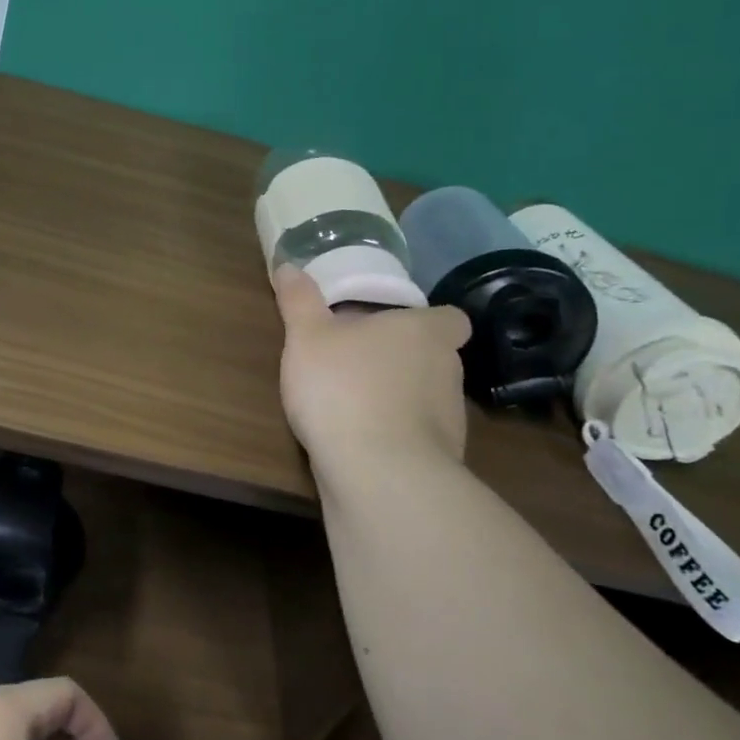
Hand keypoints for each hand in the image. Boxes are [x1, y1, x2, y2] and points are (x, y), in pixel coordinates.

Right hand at [272, 265, 472, 464]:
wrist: (378, 474)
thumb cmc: (344, 387)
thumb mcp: (307, 337)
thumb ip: (299, 301)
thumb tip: (288, 265)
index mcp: (424, 332)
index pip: (451, 318)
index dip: (429, 321)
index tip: (397, 326)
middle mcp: (447, 370)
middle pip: (434, 357)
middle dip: (401, 360)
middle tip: (358, 361)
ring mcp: (450, 419)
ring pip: (426, 398)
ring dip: (398, 399)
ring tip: (353, 406)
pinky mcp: (441, 459)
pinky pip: (417, 437)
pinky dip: (395, 436)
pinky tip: (360, 443)